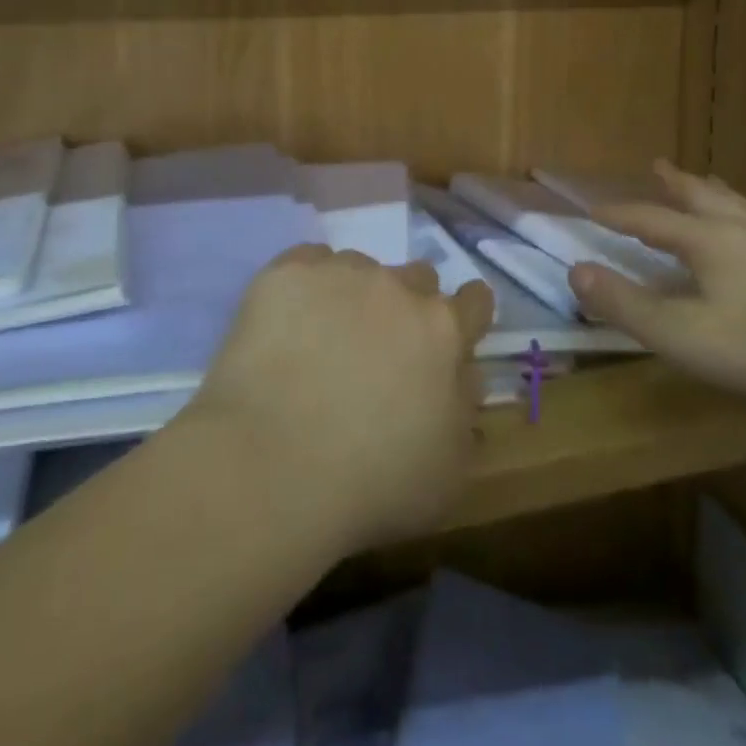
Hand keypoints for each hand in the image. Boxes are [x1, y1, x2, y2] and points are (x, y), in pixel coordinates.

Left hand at [189, 246, 495, 551]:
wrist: (270, 467)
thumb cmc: (370, 483)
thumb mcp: (447, 471)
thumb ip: (464, 412)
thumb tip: (466, 377)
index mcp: (443, 330)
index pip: (475, 300)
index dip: (466, 317)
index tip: (449, 338)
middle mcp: (397, 287)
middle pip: (418, 276)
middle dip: (408, 304)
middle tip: (381, 347)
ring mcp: (340, 273)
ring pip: (360, 267)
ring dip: (354, 295)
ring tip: (323, 339)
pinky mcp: (287, 274)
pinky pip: (308, 262)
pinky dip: (306, 286)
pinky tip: (288, 322)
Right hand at [568, 160, 745, 407]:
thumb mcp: (678, 333)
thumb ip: (625, 303)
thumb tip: (576, 269)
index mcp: (705, 240)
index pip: (650, 218)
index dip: (619, 213)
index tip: (594, 209)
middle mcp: (739, 229)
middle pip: (699, 195)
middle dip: (673, 183)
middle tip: (657, 165)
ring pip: (737, 204)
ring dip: (712, 191)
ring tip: (706, 183)